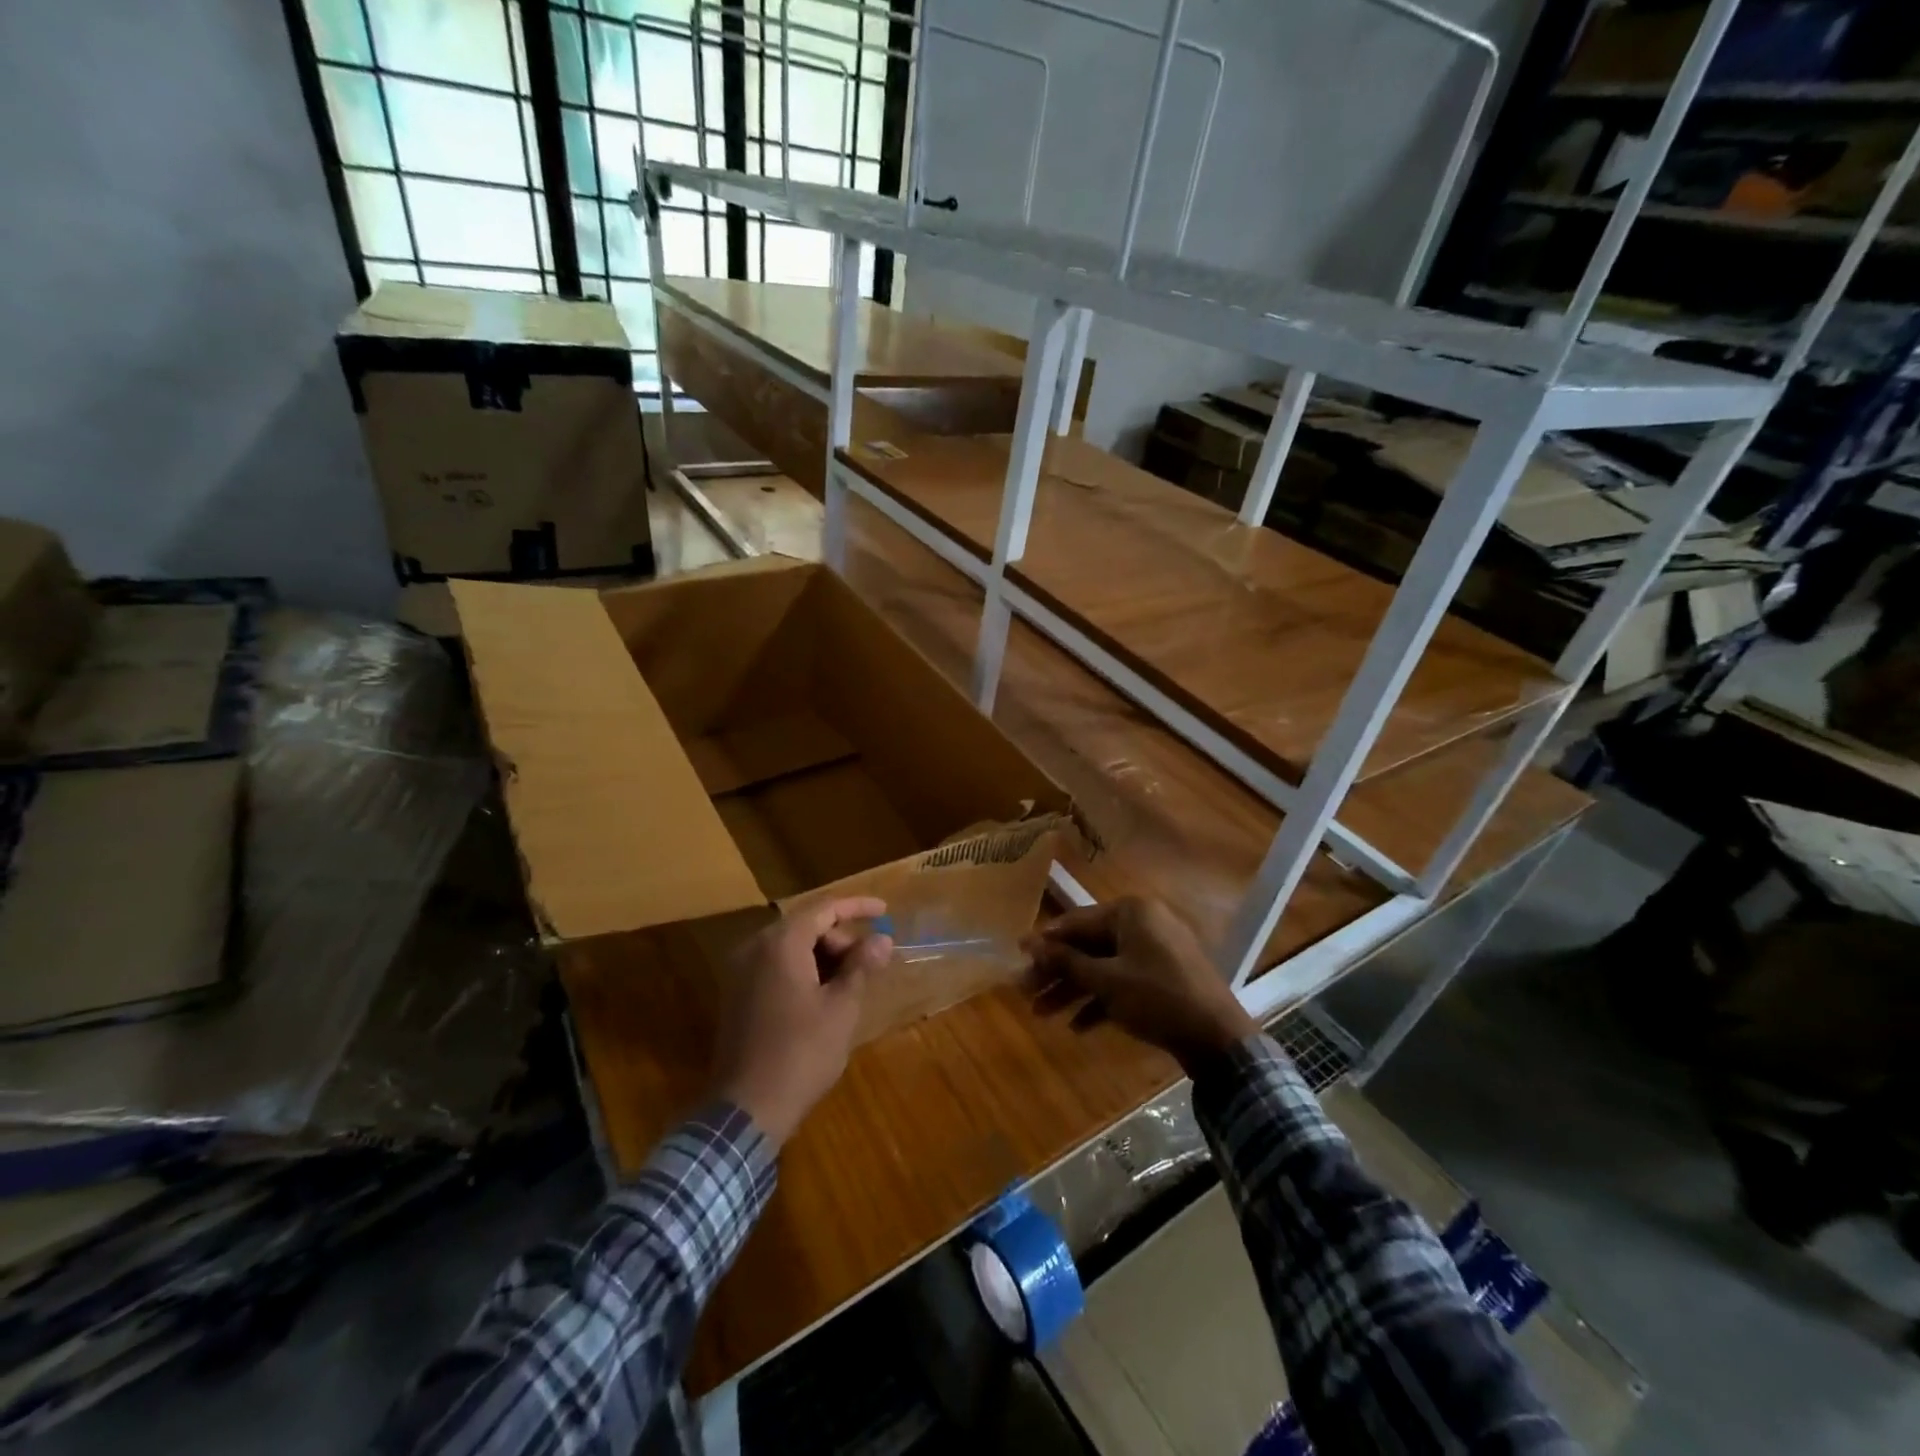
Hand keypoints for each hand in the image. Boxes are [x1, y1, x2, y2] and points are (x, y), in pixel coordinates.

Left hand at [711, 897, 892, 1147]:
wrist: (746, 1109)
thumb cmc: (801, 1053)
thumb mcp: (841, 1008)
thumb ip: (861, 966)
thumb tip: (882, 939)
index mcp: (780, 944)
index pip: (823, 908)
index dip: (857, 906)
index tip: (885, 910)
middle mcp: (755, 948)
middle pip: (805, 926)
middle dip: (841, 938)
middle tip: (869, 964)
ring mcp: (740, 972)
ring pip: (790, 947)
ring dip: (823, 956)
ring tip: (851, 983)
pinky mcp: (736, 996)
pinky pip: (775, 967)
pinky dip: (803, 970)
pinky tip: (824, 996)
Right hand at [1023, 897, 1256, 1073]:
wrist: (1218, 1038)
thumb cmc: (1156, 997)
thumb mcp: (1106, 981)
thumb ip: (1066, 961)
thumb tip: (1030, 944)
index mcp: (1131, 912)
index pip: (1076, 922)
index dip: (1044, 941)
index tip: (1017, 956)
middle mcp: (1143, 923)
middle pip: (1088, 946)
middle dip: (1056, 972)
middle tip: (1025, 992)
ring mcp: (1156, 950)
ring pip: (1104, 966)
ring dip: (1073, 990)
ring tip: (1042, 1014)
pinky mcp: (1164, 977)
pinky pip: (1124, 981)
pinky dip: (1102, 1000)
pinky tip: (1077, 1027)